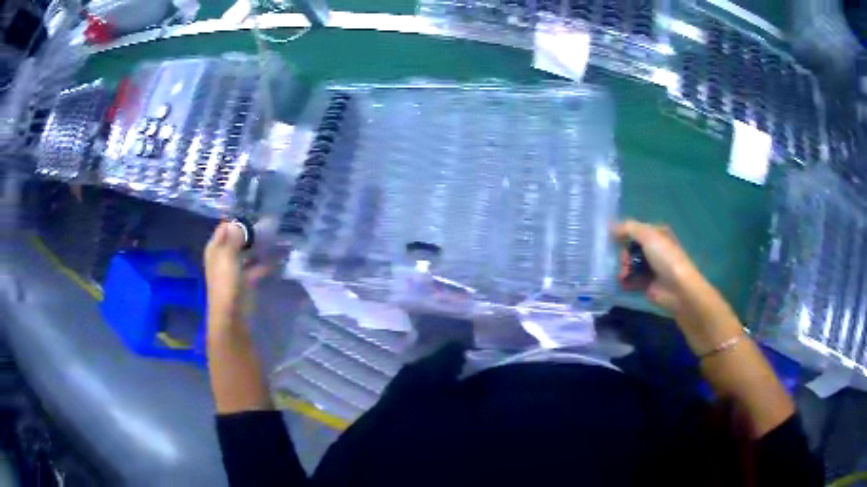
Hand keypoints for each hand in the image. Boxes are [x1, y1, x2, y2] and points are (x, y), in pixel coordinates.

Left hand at [204, 221, 269, 325]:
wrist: (232, 315)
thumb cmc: (226, 282)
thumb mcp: (228, 255)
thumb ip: (234, 238)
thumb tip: (239, 223)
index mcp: (215, 249)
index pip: (224, 228)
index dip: (236, 221)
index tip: (254, 215)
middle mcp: (223, 257)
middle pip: (237, 240)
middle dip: (250, 233)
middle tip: (269, 224)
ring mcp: (235, 270)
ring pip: (248, 253)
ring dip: (259, 247)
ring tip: (276, 237)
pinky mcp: (246, 282)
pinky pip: (257, 267)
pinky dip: (265, 262)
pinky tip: (278, 257)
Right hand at [612, 219, 705, 314]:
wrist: (678, 288)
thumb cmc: (666, 258)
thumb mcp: (648, 236)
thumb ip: (628, 228)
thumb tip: (610, 226)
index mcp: (657, 234)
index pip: (635, 231)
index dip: (624, 234)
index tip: (613, 239)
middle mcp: (654, 249)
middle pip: (630, 248)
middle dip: (623, 254)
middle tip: (625, 261)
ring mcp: (650, 267)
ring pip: (629, 264)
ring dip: (623, 268)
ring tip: (624, 275)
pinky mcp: (646, 284)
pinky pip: (630, 280)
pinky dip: (625, 281)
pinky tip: (623, 282)